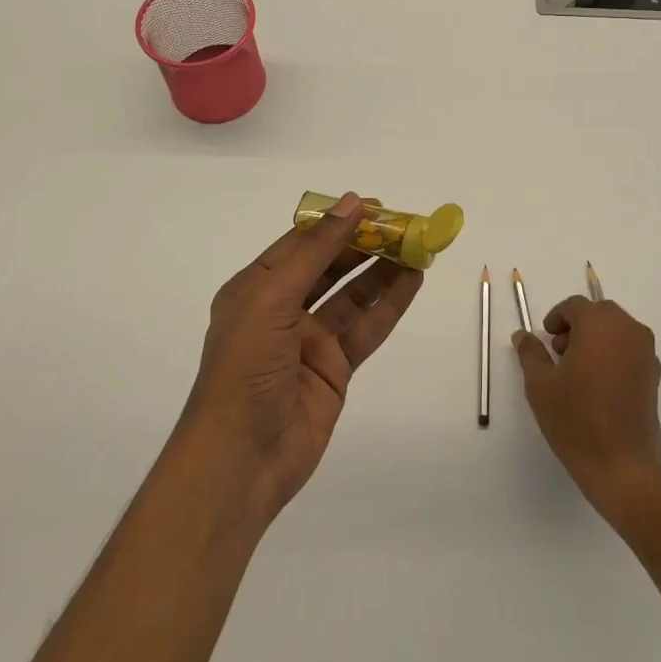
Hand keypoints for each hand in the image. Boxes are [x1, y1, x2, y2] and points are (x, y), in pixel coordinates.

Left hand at [178, 192, 423, 523]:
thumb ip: (315, 251)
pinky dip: (390, 304)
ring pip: (353, 294)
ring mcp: (310, 340)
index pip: (301, 242)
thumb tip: (353, 202)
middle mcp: (282, 309)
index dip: (337, 222)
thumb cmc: (245, 368)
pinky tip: (413, 282)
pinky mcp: (334, 368)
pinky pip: (366, 327)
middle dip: (366, 244)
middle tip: (406, 226)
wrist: (242, 459)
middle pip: (330, 266)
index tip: (376, 205)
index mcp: (256, 287)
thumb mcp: (272, 298)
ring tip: (418, 248)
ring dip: (383, 270)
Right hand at [514, 297, 660, 525]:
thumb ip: (531, 353)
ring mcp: (646, 352)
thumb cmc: (577, 420)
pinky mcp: (654, 375)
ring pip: (617, 330)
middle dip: (577, 326)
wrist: (623, 466)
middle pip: (599, 314)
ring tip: (576, 370)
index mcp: (599, 324)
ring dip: (596, 338)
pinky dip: (612, 354)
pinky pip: (630, 350)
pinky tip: (597, 385)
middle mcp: (628, 330)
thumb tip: (523, 335)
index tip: (545, 338)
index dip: (556, 318)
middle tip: (558, 352)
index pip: (575, 306)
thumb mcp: (540, 385)